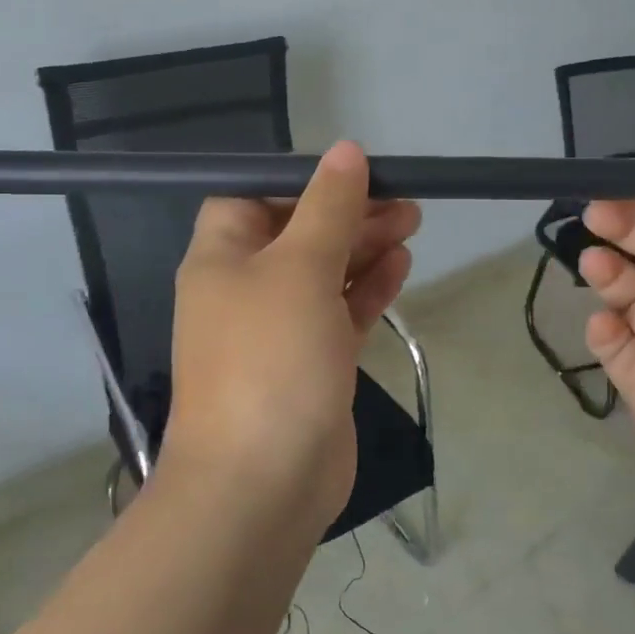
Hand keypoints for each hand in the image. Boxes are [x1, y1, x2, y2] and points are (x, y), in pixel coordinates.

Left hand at [163, 142, 420, 535]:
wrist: (262, 482)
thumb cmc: (271, 359)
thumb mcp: (300, 268)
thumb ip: (327, 208)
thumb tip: (345, 151)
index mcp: (221, 257)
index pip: (252, 197)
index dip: (299, 182)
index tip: (352, 175)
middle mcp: (244, 290)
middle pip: (298, 233)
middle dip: (348, 214)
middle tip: (405, 202)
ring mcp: (278, 331)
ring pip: (324, 274)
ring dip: (364, 248)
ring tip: (413, 224)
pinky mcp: (311, 365)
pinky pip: (339, 313)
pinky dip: (367, 290)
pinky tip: (401, 266)